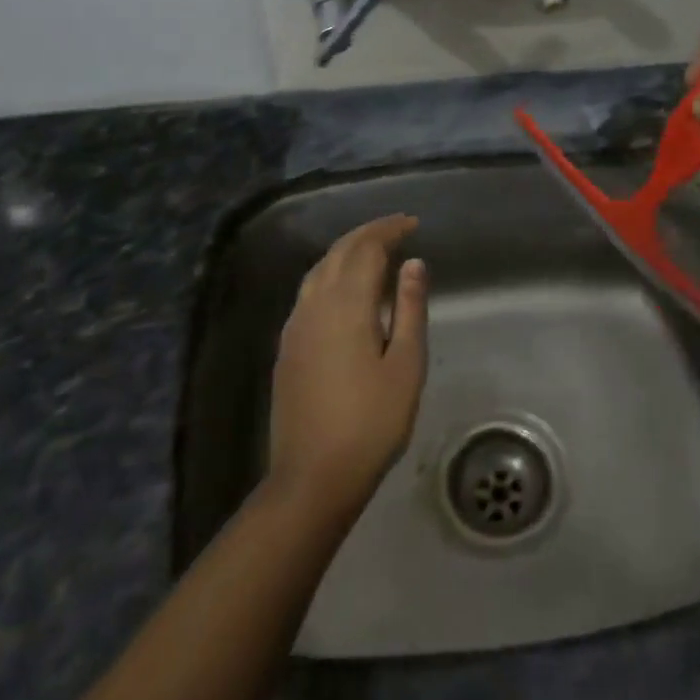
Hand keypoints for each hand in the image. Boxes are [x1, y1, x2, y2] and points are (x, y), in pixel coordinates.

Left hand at [267, 215, 428, 518]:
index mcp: (346, 305)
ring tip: (374, 251)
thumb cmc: (372, 421)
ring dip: (346, 251)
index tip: (412, 223)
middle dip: (367, 234)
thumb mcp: (406, 365)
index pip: (366, 249)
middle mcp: (314, 305)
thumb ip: (410, 309)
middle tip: (397, 229)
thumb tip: (413, 264)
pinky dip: (331, 274)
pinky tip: (344, 288)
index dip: (389, 231)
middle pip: (338, 252)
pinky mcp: (287, 346)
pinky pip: (308, 291)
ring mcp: (295, 326)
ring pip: (318, 270)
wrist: (313, 475)